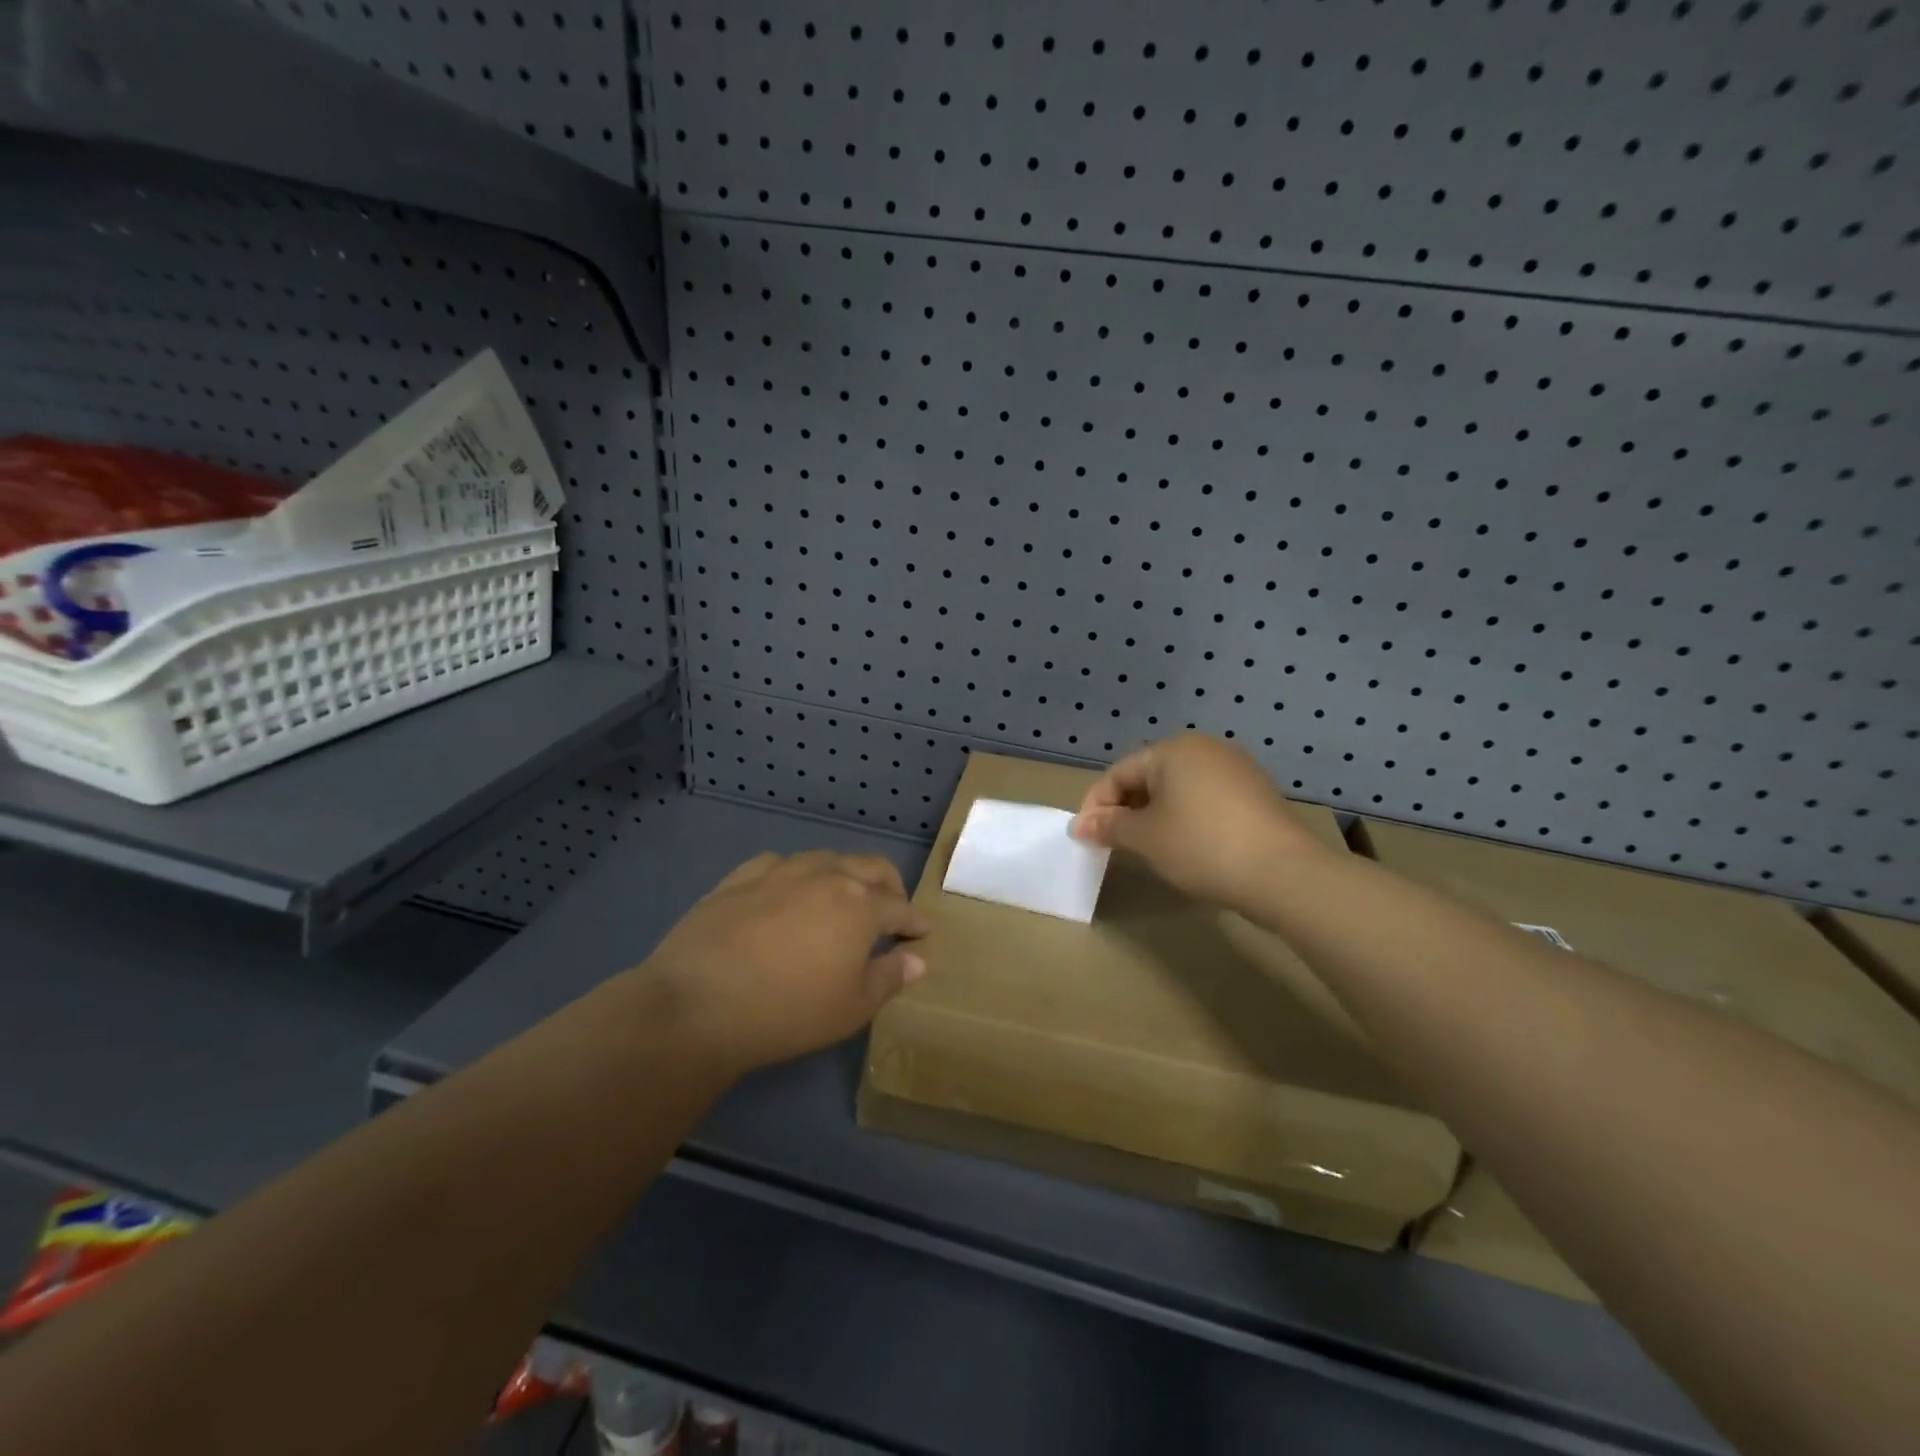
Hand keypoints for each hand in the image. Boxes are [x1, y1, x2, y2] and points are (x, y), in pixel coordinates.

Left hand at [642, 850, 929, 1076]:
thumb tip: (917, 960)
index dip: (914, 921)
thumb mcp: (851, 1008)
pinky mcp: (741, 876)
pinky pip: (780, 864)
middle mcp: (827, 875)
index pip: (899, 907)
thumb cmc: (787, 1012)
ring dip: (843, 875)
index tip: (920, 933)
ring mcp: (782, 870)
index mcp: (860, 905)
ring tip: (839, 900)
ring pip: (826, 858)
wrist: (697, 1004)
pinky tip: (787, 893)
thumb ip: (888, 978)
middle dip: (889, 886)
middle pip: (871, 867)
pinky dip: (796, 875)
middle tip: (890, 909)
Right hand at [1070, 735, 1332, 914]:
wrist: (1284, 873)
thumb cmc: (1202, 846)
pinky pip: (1206, 798)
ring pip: (1178, 788)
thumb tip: (1079, 825)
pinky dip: (1187, 817)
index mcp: (1172, 750)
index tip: (1085, 838)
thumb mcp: (1146, 838)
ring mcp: (1235, 768)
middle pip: (1149, 777)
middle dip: (1126, 809)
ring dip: (1155, 814)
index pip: (1119, 773)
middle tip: (1113, 844)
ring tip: (1148, 848)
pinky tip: (1187, 845)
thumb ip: (1109, 826)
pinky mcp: (1256, 791)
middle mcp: (1204, 748)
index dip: (1096, 805)